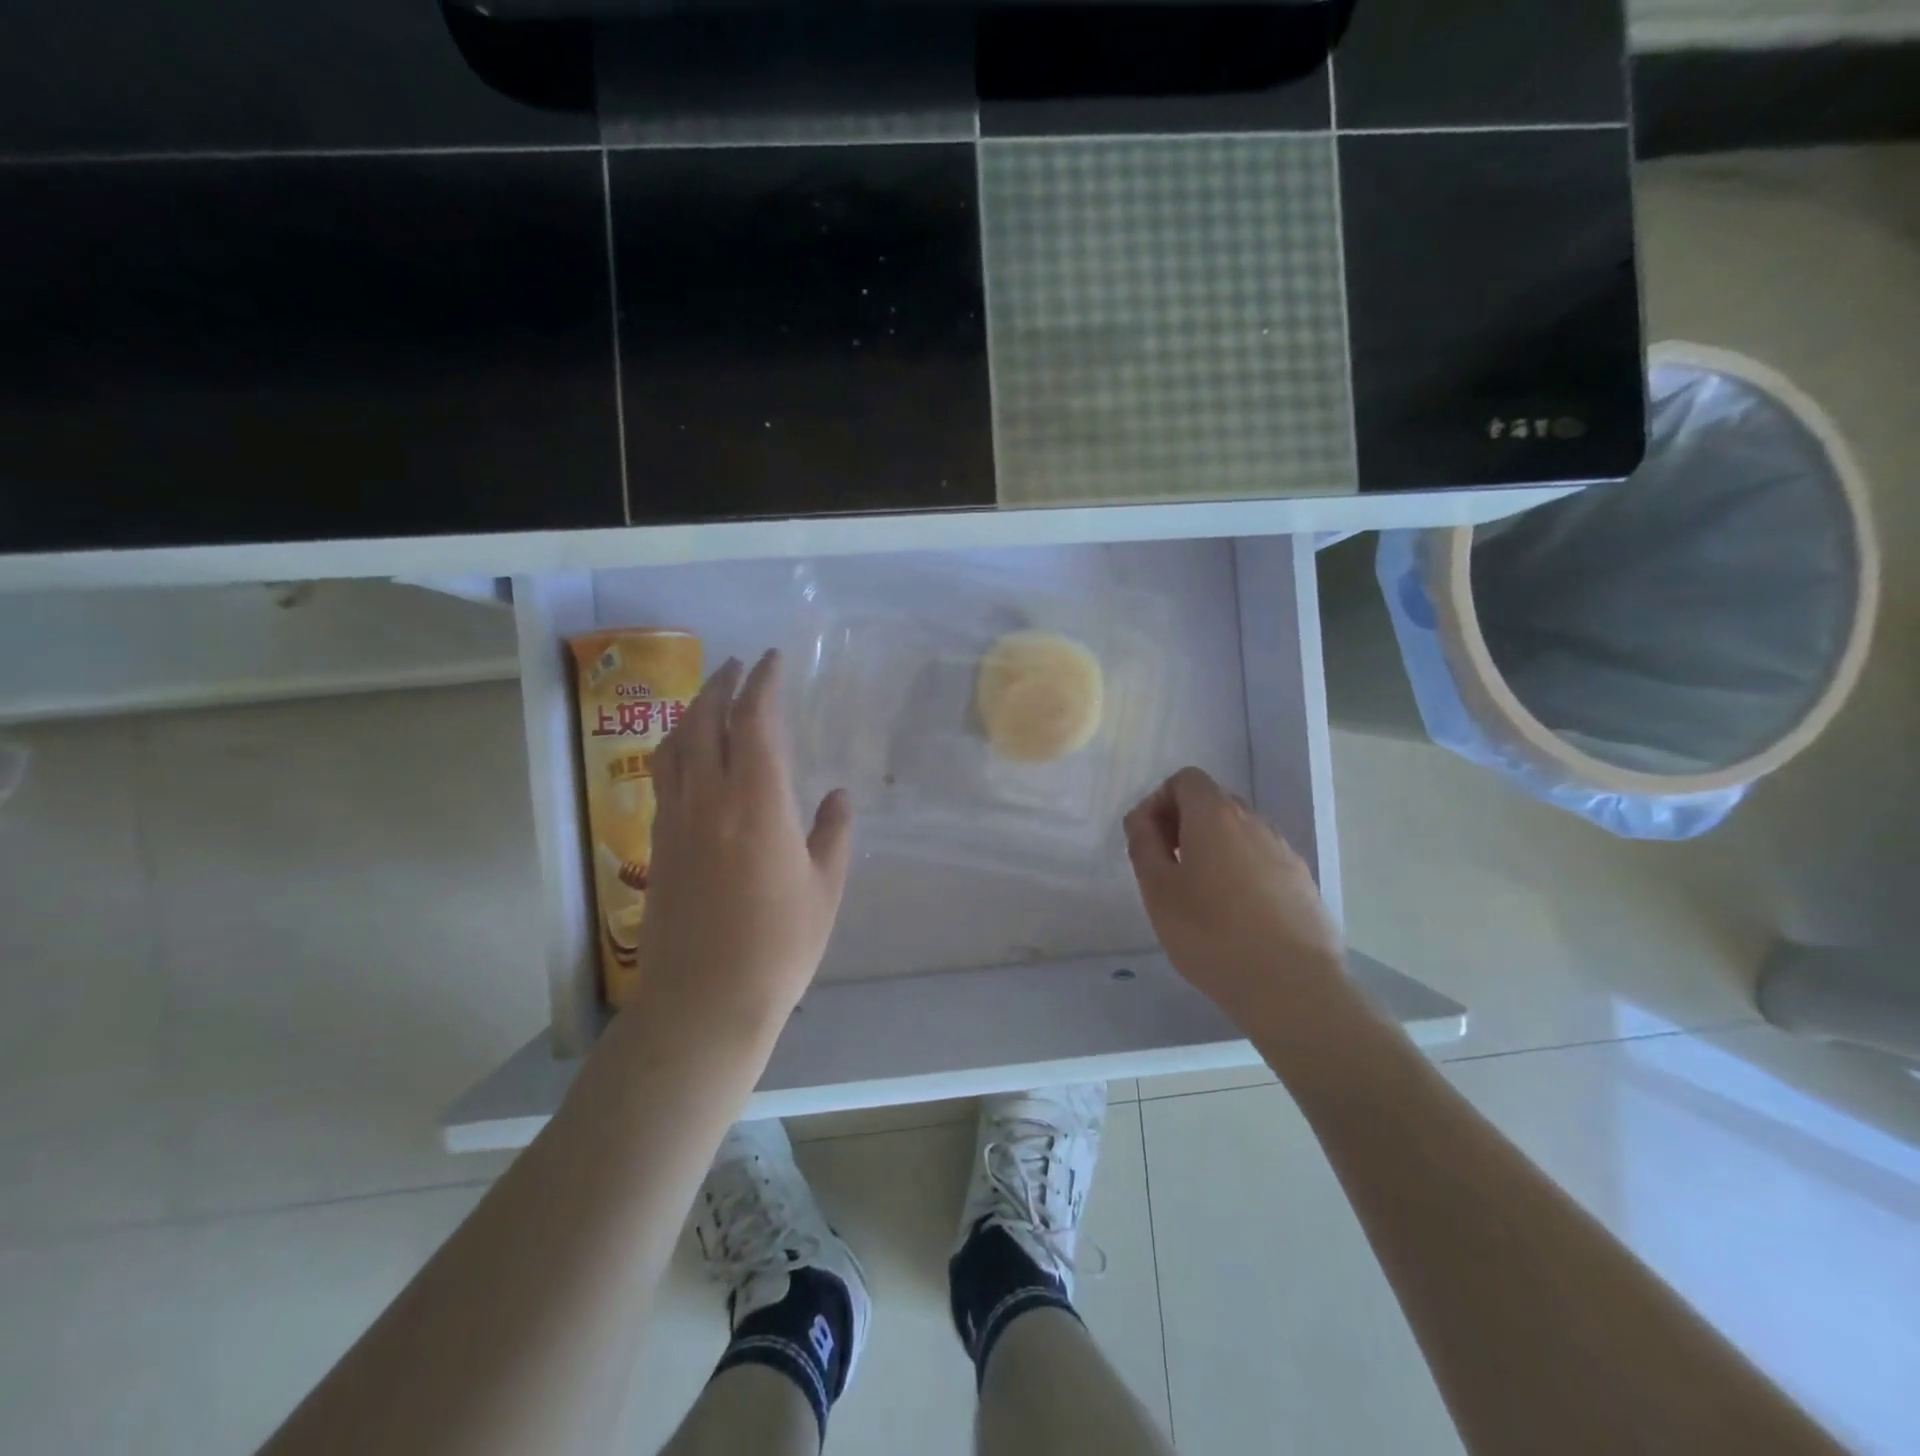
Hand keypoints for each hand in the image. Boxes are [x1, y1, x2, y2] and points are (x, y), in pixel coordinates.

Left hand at [636, 650, 852, 1035]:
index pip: (754, 722)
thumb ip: (833, 834)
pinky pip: (663, 776)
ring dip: (692, 711)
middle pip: (705, 722)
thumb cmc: (777, 947)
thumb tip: (838, 795)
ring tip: (709, 698)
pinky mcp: (658, 846)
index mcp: (756, 804)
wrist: (703, 1002)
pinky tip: (688, 755)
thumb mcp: (824, 890)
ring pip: (675, 746)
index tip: (771, 660)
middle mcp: (709, 800)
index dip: (762, 683)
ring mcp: (676, 822)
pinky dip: (676, 748)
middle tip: (737, 666)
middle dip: (721, 685)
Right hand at [1124, 767, 1344, 1027]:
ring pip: (1239, 833)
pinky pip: (1261, 860)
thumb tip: (1141, 819)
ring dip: (1213, 849)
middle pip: (1213, 802)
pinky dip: (1241, 871)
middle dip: (1184, 824)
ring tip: (1199, 895)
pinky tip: (1235, 915)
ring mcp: (1283, 850)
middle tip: (1167, 867)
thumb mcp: (1158, 890)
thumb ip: (1143, 844)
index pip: (1186, 780)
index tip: (1149, 840)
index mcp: (1215, 815)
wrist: (1292, 986)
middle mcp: (1254, 822)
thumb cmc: (1210, 934)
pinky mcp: (1302, 881)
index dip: (1160, 801)